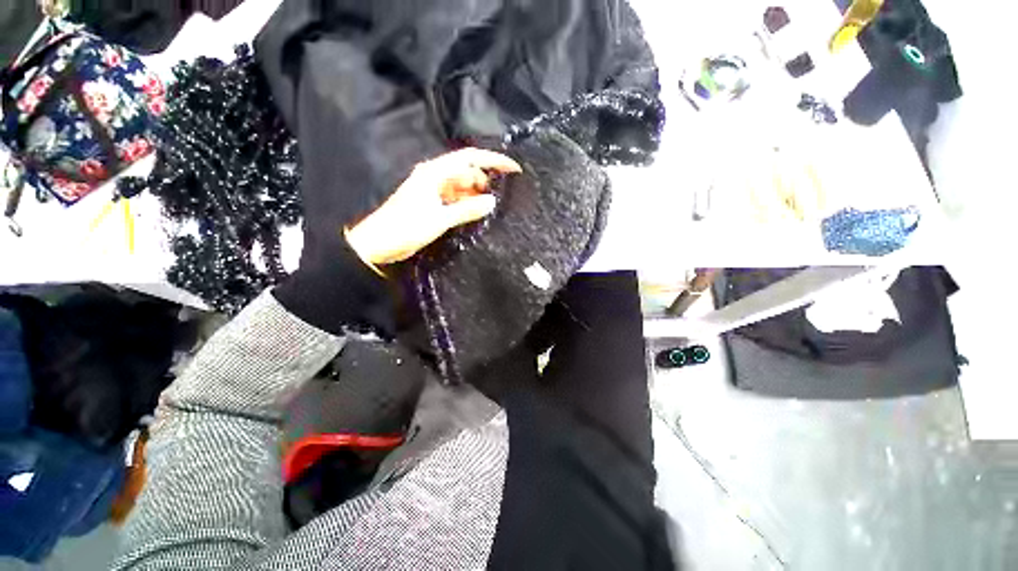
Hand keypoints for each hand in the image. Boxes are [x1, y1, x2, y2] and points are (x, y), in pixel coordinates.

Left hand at [346, 148, 520, 265]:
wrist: (378, 244)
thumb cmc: (406, 228)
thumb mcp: (439, 219)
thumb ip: (467, 209)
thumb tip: (492, 201)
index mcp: (435, 173)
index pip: (469, 158)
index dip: (492, 160)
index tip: (513, 168)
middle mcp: (435, 177)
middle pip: (467, 171)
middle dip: (485, 180)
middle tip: (504, 195)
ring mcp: (433, 190)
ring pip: (462, 186)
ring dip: (477, 194)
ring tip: (493, 207)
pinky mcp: (433, 203)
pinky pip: (456, 199)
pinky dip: (467, 203)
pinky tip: (477, 214)